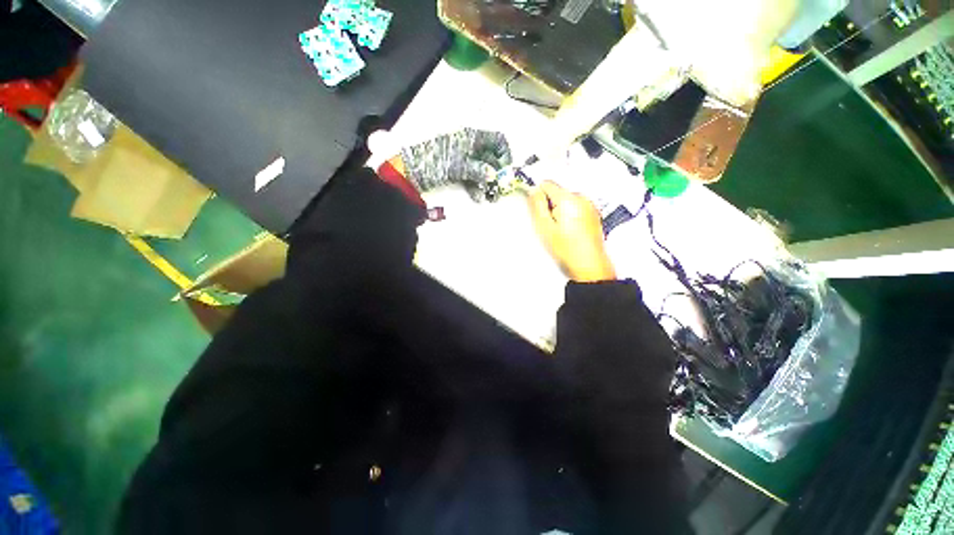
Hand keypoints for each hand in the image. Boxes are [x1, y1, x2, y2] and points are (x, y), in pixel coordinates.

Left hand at [400, 128, 511, 200]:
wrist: (410, 171)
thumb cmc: (434, 163)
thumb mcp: (457, 166)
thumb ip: (478, 169)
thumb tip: (494, 175)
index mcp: (471, 137)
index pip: (497, 140)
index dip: (504, 154)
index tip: (505, 171)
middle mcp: (470, 145)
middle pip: (491, 157)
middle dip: (496, 174)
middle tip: (499, 190)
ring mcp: (464, 158)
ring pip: (482, 169)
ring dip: (487, 183)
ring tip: (488, 197)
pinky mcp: (458, 170)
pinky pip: (473, 176)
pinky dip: (476, 186)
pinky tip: (477, 197)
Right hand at [528, 181, 615, 282]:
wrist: (589, 264)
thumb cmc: (567, 249)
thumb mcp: (545, 227)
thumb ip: (537, 205)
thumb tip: (533, 190)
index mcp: (568, 199)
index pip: (547, 184)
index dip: (538, 195)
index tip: (537, 208)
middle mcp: (582, 198)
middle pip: (558, 192)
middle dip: (550, 205)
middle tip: (550, 225)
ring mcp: (590, 205)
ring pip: (567, 200)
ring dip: (560, 211)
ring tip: (561, 230)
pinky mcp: (594, 213)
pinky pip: (576, 207)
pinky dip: (571, 215)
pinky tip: (570, 230)